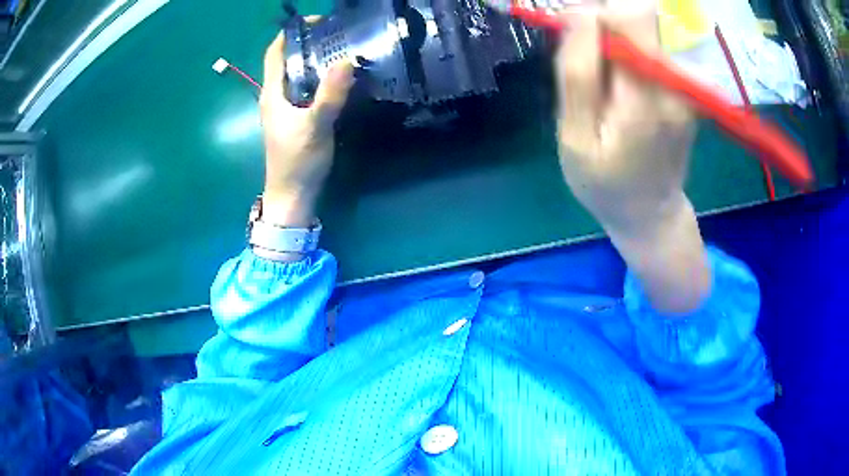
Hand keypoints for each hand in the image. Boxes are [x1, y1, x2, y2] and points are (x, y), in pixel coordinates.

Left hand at [260, 33, 353, 226]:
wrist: (292, 195)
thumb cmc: (297, 161)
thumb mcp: (315, 126)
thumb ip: (330, 94)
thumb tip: (347, 60)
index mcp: (272, 93)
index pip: (275, 52)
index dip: (291, 33)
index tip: (317, 22)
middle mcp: (275, 96)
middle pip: (288, 60)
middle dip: (308, 43)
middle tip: (337, 34)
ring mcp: (285, 108)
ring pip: (298, 75)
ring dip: (315, 61)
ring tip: (341, 50)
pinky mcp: (295, 118)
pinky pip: (306, 89)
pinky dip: (319, 79)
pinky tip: (338, 79)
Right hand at [556, 4, 709, 314]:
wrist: (650, 214)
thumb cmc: (605, 184)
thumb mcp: (576, 137)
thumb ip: (577, 74)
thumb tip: (580, 14)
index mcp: (646, 97)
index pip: (633, 16)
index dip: (598, 8)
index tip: (572, 23)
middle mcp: (674, 83)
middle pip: (641, 13)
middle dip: (604, 17)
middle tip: (579, 46)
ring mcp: (684, 86)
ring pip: (645, 27)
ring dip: (613, 34)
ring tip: (596, 73)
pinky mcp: (684, 88)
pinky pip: (651, 46)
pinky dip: (627, 49)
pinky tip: (614, 80)